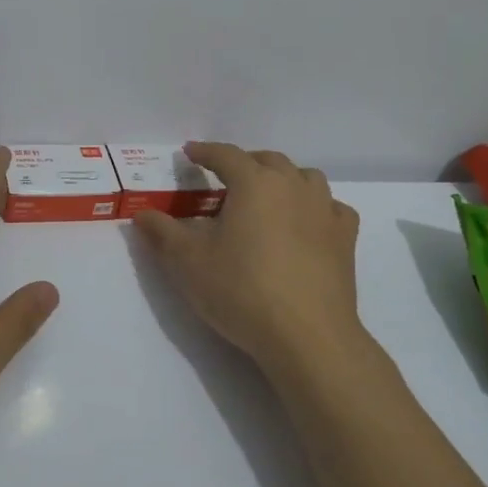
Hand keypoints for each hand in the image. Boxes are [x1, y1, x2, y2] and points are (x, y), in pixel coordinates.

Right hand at [135, 142, 365, 380]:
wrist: (307, 335)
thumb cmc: (242, 290)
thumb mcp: (189, 262)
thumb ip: (163, 233)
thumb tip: (142, 215)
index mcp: (254, 183)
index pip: (226, 155)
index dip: (205, 151)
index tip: (191, 153)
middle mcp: (292, 185)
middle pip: (267, 160)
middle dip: (244, 163)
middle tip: (226, 178)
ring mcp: (324, 210)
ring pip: (305, 177)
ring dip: (283, 179)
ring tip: (267, 196)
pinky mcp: (345, 238)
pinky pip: (332, 208)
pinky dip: (316, 207)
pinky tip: (307, 224)